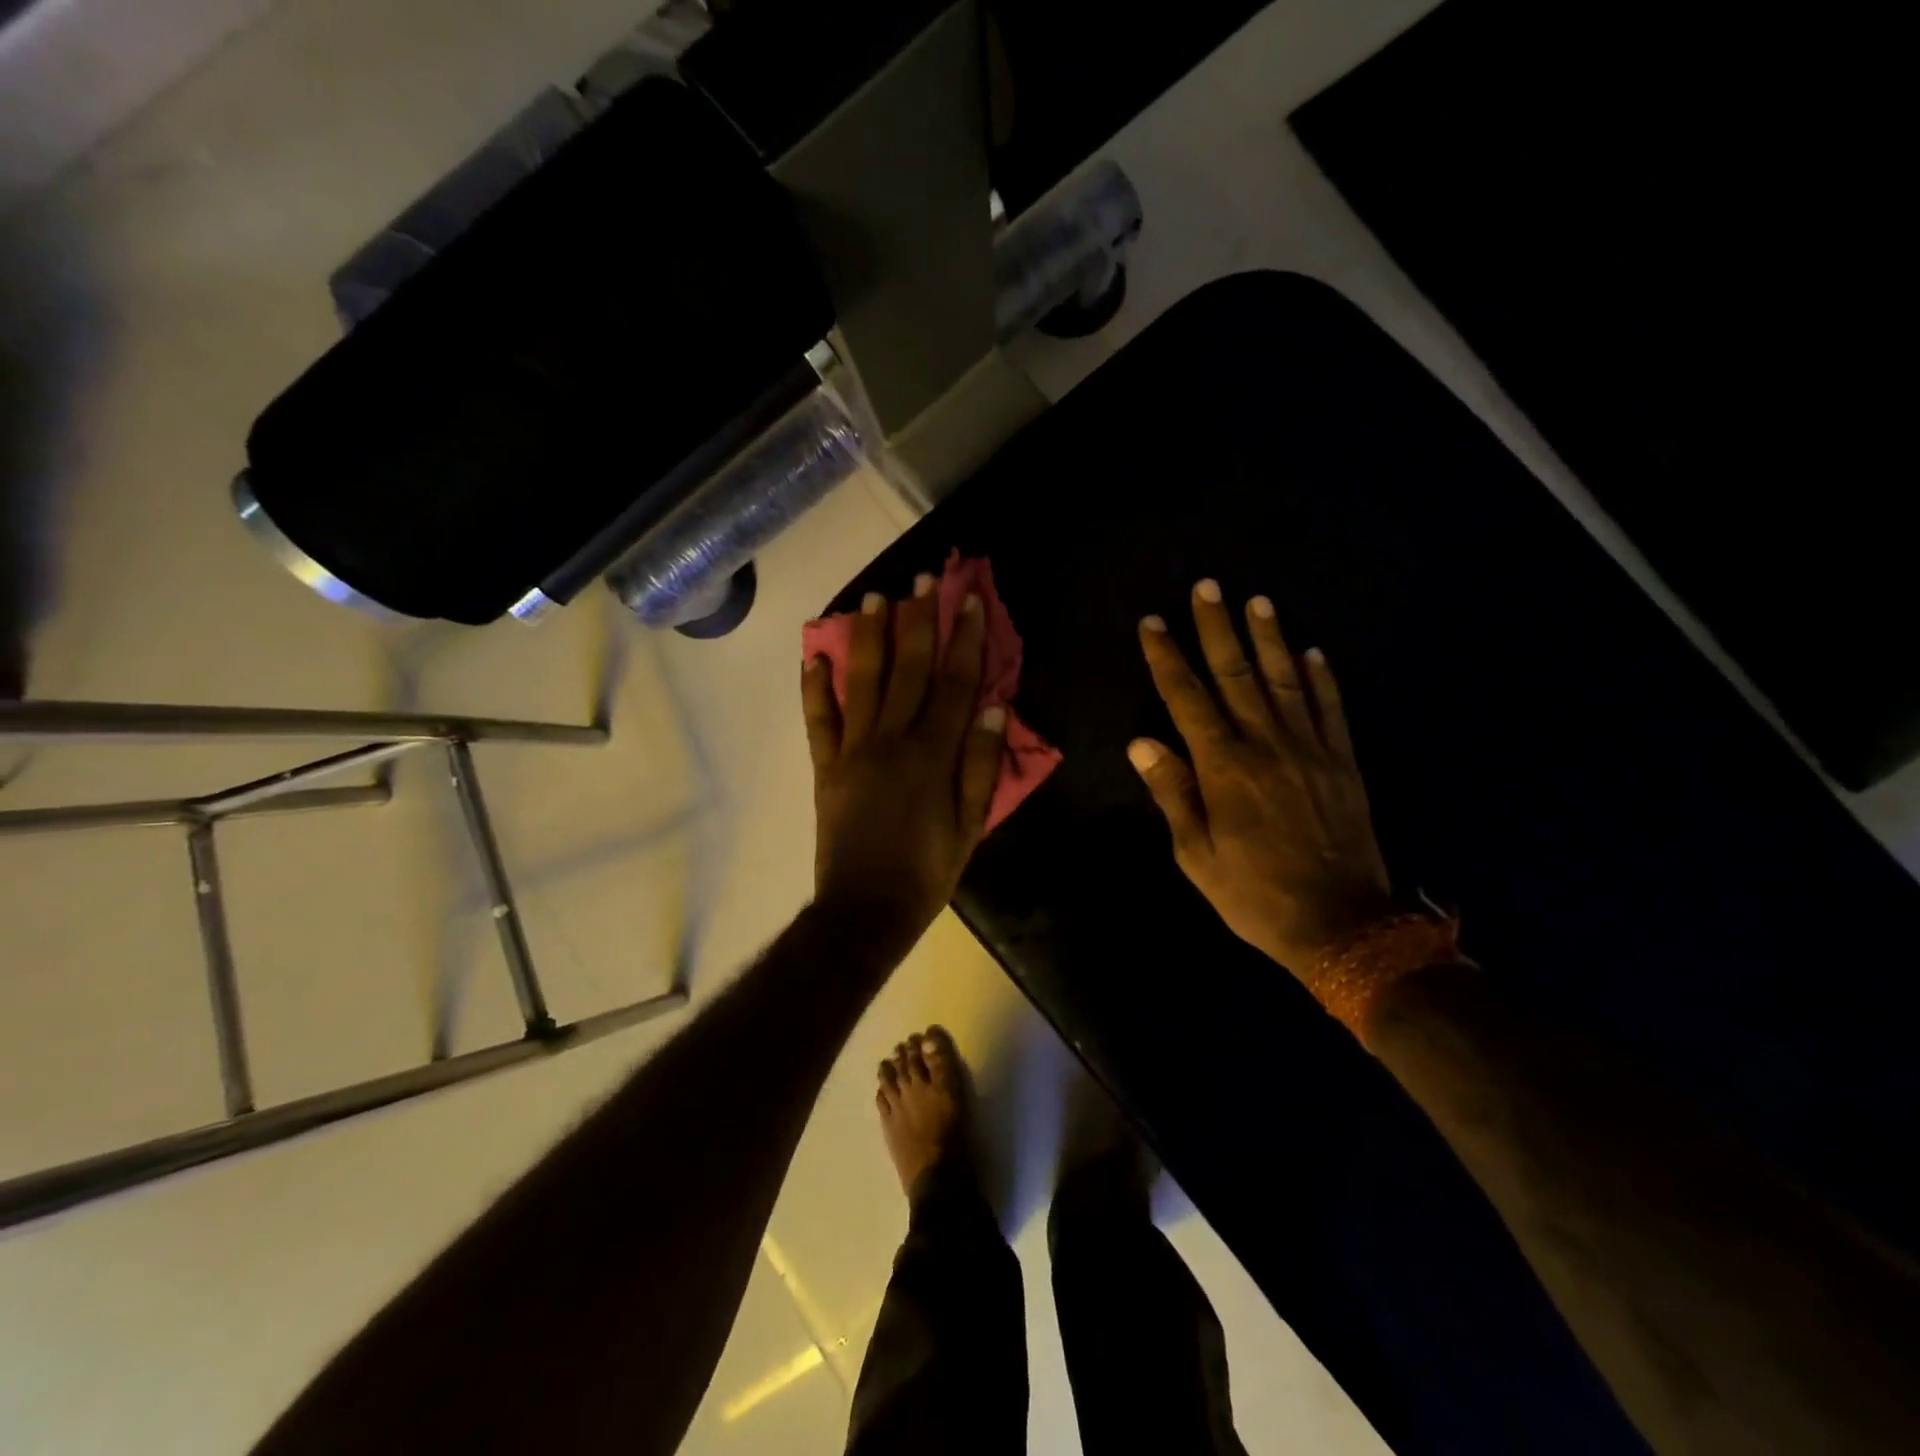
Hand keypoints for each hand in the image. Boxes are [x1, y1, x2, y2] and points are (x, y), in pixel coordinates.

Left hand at [803, 574, 1006, 951]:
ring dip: (868, 636)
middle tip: (921, 578)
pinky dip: (814, 687)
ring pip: (861, 682)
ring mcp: (852, 751)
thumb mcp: (972, 826)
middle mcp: (891, 740)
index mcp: (932, 755)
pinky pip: (818, 721)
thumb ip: (981, 766)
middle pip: (908, 669)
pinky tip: (814, 655)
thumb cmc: (928, 871)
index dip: (965, 639)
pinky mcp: (825, 767)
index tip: (970, 600)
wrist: (865, 909)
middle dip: (918, 620)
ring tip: (875, 597)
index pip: (955, 683)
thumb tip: (992, 708)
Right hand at [1130, 580, 1393, 977]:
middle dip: (1217, 628)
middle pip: (1237, 674)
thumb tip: (1142, 742)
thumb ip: (1173, 793)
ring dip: (1269, 638)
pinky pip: (1331, 709)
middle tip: (1206, 587)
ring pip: (1286, 680)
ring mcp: (1311, 749)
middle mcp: (1267, 745)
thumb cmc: (1254, 894)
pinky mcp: (1343, 762)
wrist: (1342, 924)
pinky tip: (1313, 652)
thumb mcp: (1196, 855)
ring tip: (1258, 601)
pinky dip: (1322, 678)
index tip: (1153, 623)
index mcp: (1224, 768)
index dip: (1168, 658)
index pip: (1188, 698)